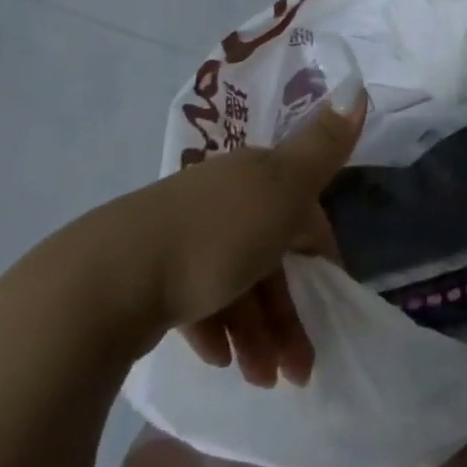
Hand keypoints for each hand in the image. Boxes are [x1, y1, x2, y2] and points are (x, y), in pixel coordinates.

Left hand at [67, 93, 365, 386]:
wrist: (108, 279)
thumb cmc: (215, 235)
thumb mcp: (285, 187)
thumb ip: (324, 146)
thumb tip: (358, 86)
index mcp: (255, 176)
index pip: (302, 213)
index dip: (321, 256)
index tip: (331, 300)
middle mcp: (222, 199)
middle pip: (270, 257)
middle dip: (289, 313)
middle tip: (300, 371)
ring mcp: (184, 236)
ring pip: (236, 285)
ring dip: (257, 334)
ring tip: (264, 381)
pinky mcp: (151, 275)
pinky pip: (197, 302)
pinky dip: (216, 330)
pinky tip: (220, 362)